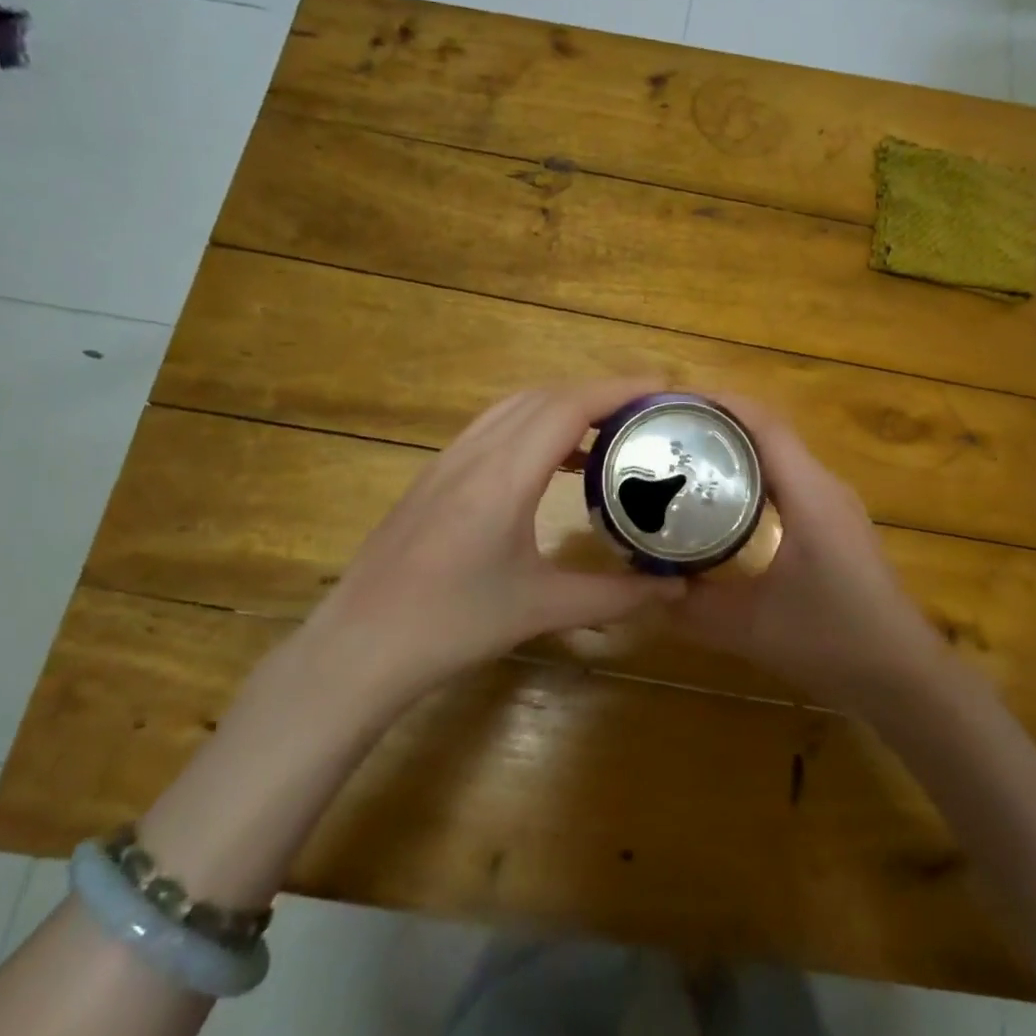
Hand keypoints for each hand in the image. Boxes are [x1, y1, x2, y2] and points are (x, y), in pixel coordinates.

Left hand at [303, 379, 684, 707]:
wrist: (359, 646)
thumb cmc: (452, 626)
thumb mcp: (541, 609)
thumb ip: (614, 595)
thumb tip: (676, 591)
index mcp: (503, 475)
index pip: (569, 406)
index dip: (620, 389)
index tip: (665, 389)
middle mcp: (475, 452)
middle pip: (545, 395)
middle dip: (602, 392)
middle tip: (648, 411)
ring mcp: (449, 459)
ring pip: (516, 406)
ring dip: (567, 404)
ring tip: (611, 430)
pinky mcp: (435, 475)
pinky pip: (494, 427)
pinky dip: (536, 425)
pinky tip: (555, 462)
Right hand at [672, 399, 949, 716]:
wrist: (904, 677)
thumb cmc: (834, 642)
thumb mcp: (751, 628)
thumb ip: (693, 609)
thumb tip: (643, 590)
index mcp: (809, 494)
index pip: (763, 424)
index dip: (718, 404)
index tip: (671, 403)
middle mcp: (825, 487)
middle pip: (769, 432)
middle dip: (718, 423)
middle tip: (666, 433)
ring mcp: (835, 505)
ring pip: (780, 456)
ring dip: (736, 449)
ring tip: (685, 458)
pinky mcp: (836, 526)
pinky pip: (789, 481)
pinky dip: (753, 476)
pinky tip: (724, 503)